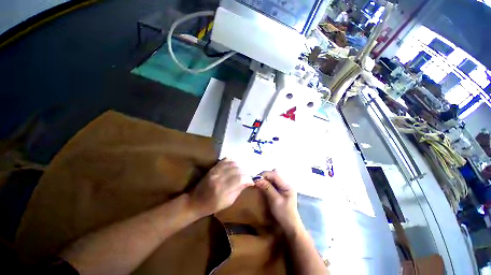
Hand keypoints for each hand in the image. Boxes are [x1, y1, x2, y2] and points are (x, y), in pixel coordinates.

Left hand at [190, 159, 252, 216]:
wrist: (195, 201)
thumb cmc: (212, 206)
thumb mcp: (228, 202)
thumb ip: (239, 190)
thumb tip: (249, 182)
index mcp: (223, 190)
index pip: (240, 179)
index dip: (248, 178)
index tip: (251, 181)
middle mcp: (219, 178)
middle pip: (237, 170)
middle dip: (245, 172)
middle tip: (247, 176)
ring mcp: (215, 171)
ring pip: (232, 164)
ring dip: (240, 166)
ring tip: (242, 171)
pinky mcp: (212, 168)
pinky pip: (225, 160)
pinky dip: (232, 161)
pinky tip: (235, 165)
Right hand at [255, 170, 302, 235]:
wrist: (289, 225)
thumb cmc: (283, 213)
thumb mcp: (275, 200)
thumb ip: (267, 188)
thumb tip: (257, 180)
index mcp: (287, 185)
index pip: (275, 174)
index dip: (264, 175)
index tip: (255, 179)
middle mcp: (286, 182)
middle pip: (274, 174)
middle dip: (264, 176)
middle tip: (256, 181)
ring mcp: (284, 185)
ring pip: (272, 176)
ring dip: (265, 178)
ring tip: (258, 182)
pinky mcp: (281, 188)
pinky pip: (272, 181)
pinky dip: (267, 182)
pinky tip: (262, 185)